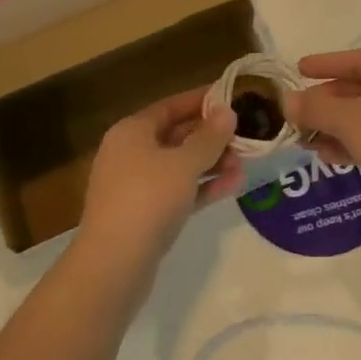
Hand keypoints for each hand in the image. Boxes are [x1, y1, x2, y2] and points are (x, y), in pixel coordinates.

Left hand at [76, 87, 241, 273]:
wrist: (114, 263)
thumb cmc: (148, 198)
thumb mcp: (184, 163)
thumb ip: (209, 137)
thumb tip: (227, 111)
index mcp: (132, 131)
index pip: (170, 106)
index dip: (200, 100)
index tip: (231, 96)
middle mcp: (130, 153)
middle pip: (175, 135)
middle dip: (211, 136)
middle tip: (245, 134)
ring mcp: (136, 186)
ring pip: (179, 166)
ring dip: (211, 163)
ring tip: (245, 163)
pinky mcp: (145, 215)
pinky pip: (178, 191)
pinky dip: (202, 187)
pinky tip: (233, 186)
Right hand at [283, 49, 360, 227]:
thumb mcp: (348, 121)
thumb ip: (314, 108)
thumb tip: (286, 101)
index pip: (356, 58)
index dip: (324, 64)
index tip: (298, 70)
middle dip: (327, 103)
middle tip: (298, 115)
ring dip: (338, 126)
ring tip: (308, 142)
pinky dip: (357, 142)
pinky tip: (333, 157)